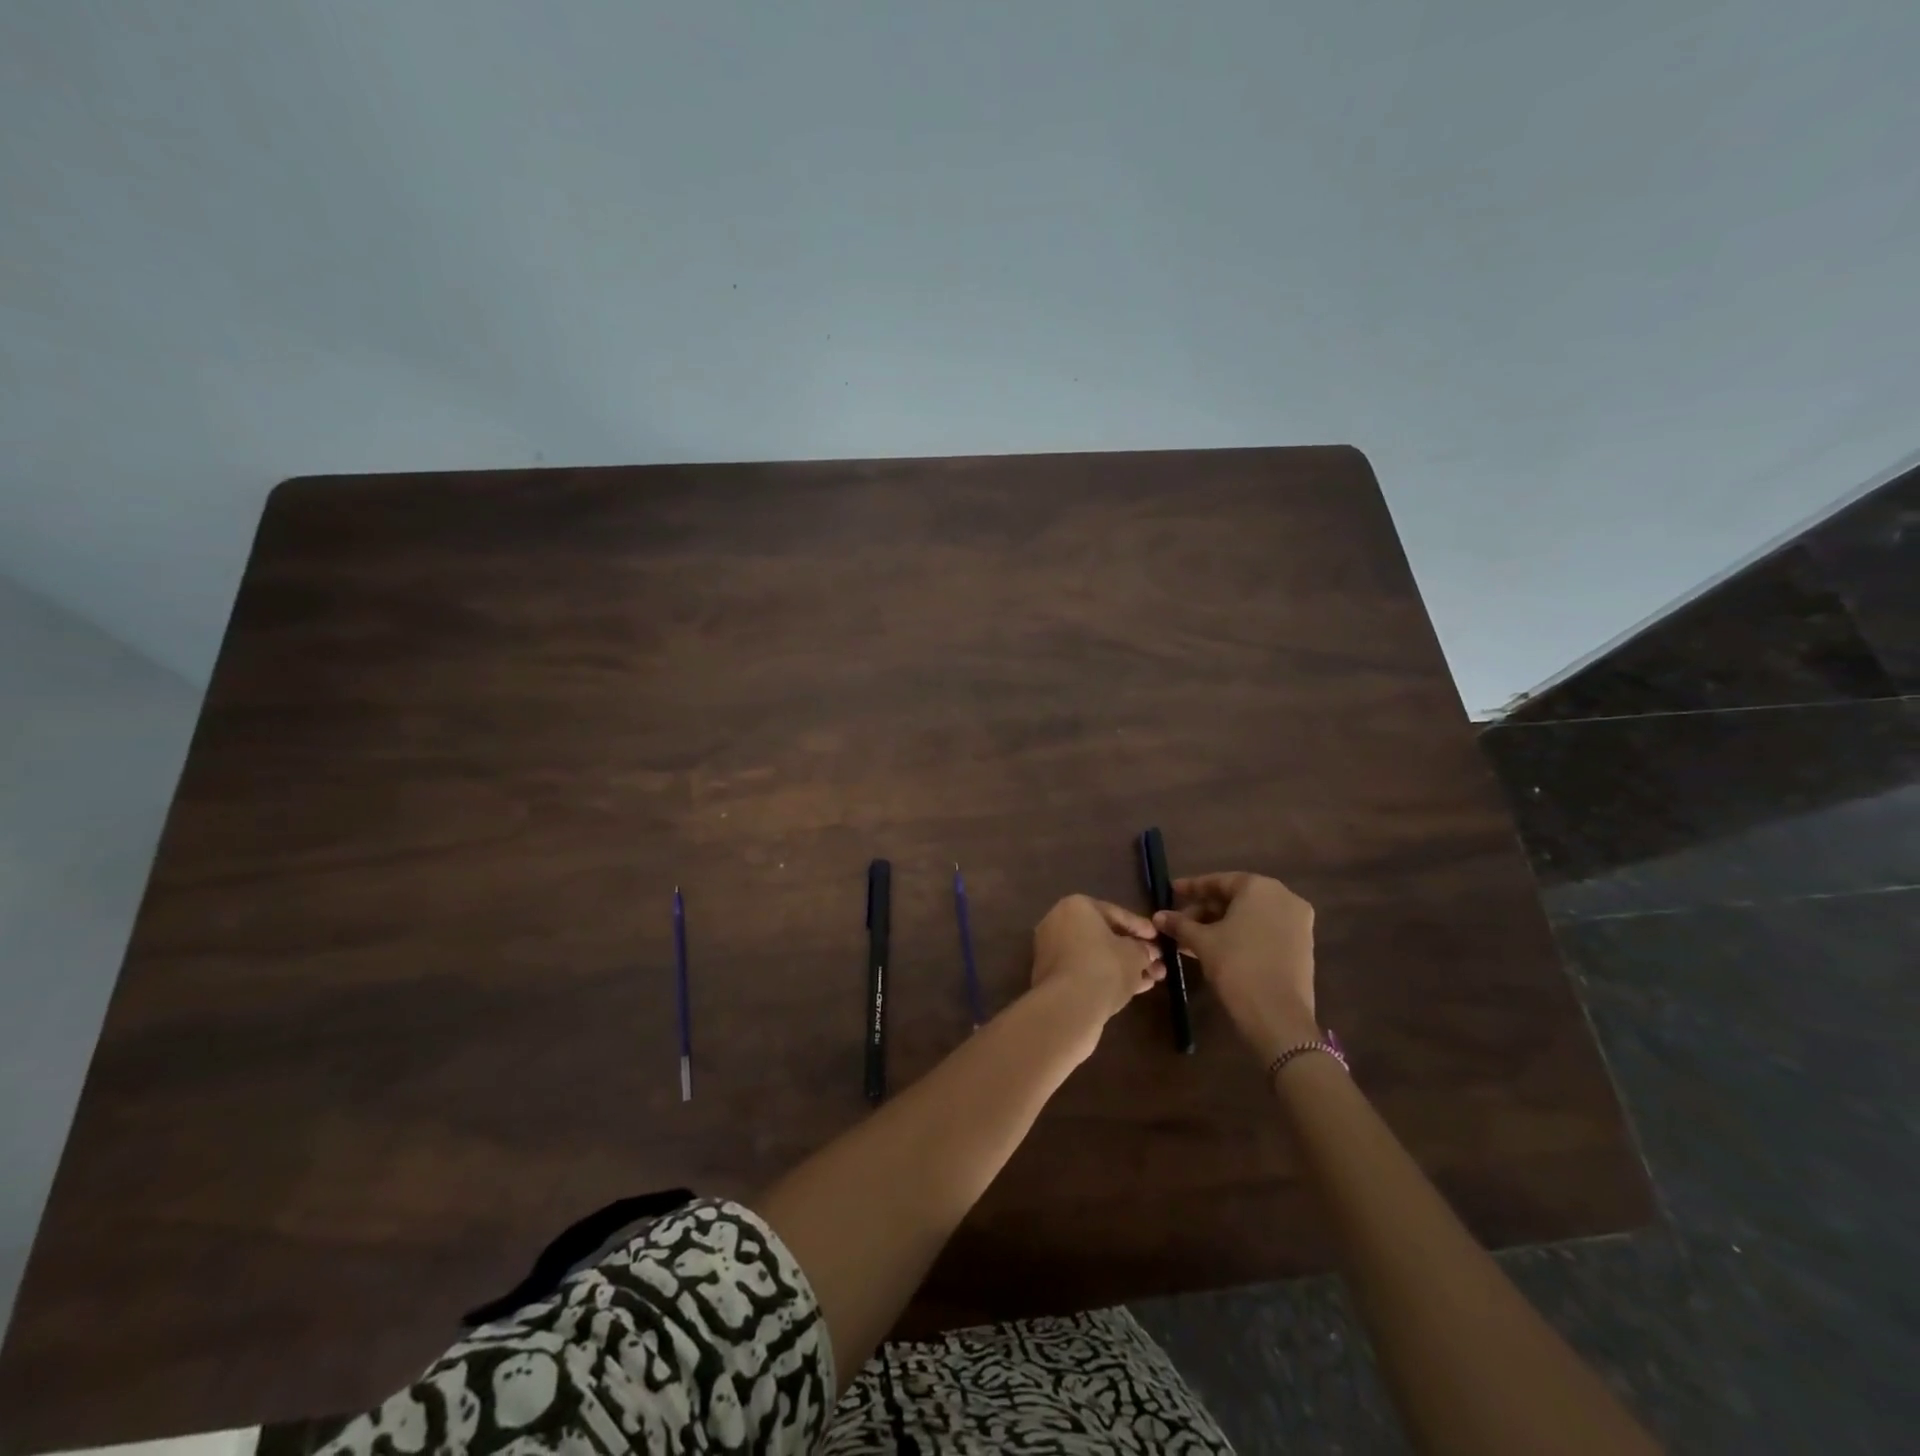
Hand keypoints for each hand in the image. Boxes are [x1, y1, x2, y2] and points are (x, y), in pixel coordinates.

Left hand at [1029, 895, 1165, 1031]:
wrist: (1068, 1006)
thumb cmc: (1104, 967)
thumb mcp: (1135, 955)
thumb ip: (1144, 950)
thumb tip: (1149, 952)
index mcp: (1076, 906)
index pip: (1116, 913)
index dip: (1141, 927)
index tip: (1160, 939)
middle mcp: (1058, 923)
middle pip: (1104, 936)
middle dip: (1133, 951)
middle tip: (1157, 963)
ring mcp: (1052, 951)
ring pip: (1095, 956)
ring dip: (1124, 966)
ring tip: (1152, 979)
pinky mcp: (1051, 977)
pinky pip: (1085, 971)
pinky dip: (1107, 977)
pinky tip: (1134, 989)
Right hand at [1153, 872, 1318, 1059]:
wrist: (1278, 1016)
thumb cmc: (1237, 966)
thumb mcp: (1202, 942)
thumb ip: (1180, 924)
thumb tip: (1158, 917)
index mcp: (1260, 887)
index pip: (1219, 881)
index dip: (1192, 887)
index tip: (1171, 891)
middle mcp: (1284, 897)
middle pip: (1236, 898)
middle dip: (1205, 910)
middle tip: (1180, 922)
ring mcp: (1298, 922)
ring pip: (1250, 916)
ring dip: (1221, 925)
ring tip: (1192, 939)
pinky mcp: (1303, 946)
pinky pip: (1264, 931)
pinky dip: (1241, 936)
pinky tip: (1217, 949)